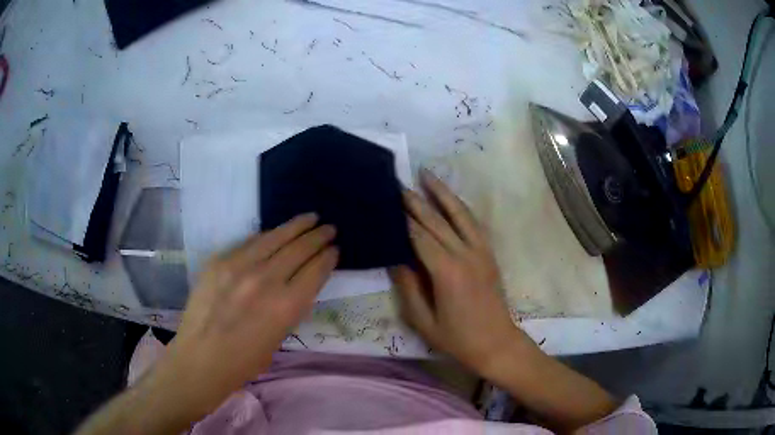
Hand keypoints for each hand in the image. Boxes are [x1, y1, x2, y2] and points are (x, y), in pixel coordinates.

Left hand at [158, 213, 337, 413]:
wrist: (201, 358)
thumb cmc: (244, 360)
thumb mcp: (279, 336)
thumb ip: (290, 306)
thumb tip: (297, 283)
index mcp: (287, 305)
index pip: (316, 270)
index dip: (328, 257)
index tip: (335, 249)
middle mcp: (267, 280)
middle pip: (300, 249)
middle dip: (318, 236)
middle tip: (329, 228)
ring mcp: (240, 266)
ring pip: (275, 237)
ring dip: (296, 226)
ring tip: (310, 217)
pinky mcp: (220, 260)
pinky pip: (249, 242)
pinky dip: (267, 236)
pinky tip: (275, 233)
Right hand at [390, 170, 524, 375]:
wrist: (496, 343)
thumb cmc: (457, 339)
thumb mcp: (423, 321)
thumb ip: (408, 287)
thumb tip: (395, 258)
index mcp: (446, 272)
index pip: (419, 236)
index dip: (402, 219)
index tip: (387, 201)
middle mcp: (465, 254)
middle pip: (437, 220)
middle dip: (416, 200)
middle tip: (398, 182)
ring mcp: (481, 251)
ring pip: (460, 214)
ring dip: (443, 193)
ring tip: (427, 174)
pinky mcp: (489, 254)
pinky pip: (474, 224)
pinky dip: (460, 208)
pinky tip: (450, 199)